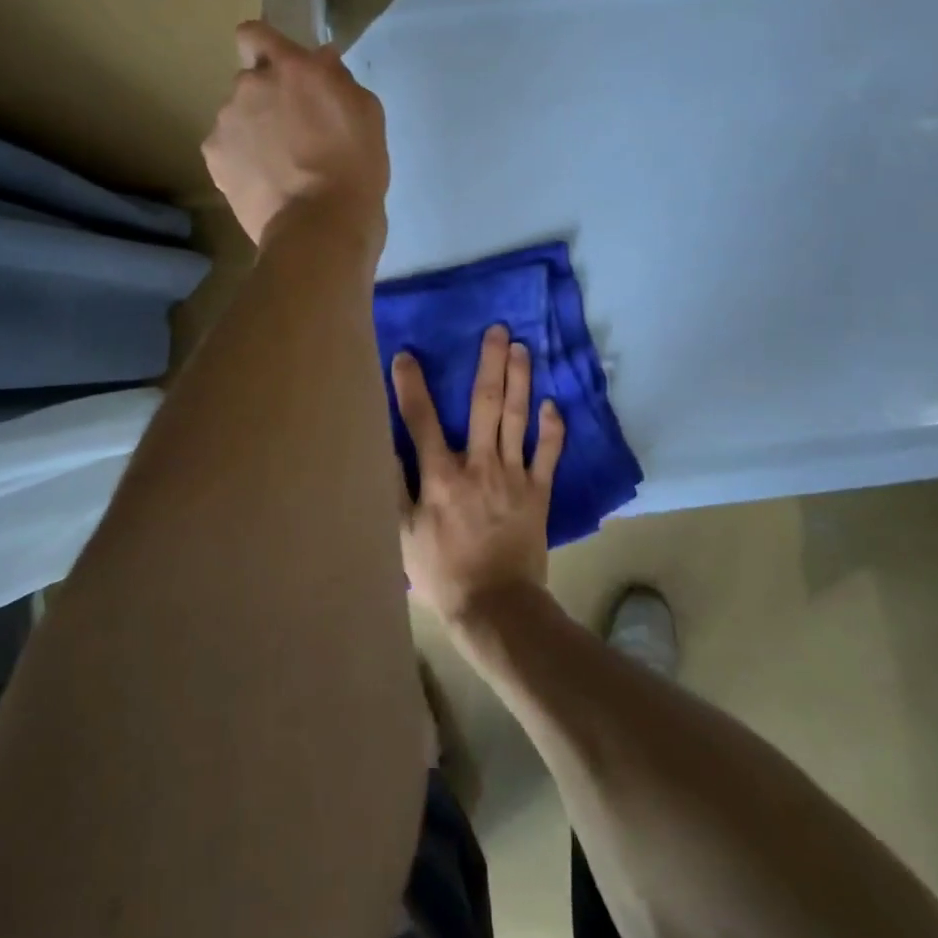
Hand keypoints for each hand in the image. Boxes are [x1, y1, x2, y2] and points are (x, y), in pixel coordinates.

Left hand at [202, 22, 387, 249]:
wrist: (319, 227)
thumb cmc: (355, 169)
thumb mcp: (366, 114)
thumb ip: (338, 79)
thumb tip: (321, 61)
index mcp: (291, 68)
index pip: (255, 33)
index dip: (265, 47)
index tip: (282, 70)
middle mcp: (250, 85)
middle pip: (251, 81)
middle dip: (267, 98)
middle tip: (294, 132)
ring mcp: (226, 122)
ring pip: (237, 116)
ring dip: (253, 130)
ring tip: (279, 166)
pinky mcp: (214, 157)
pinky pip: (226, 148)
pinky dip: (240, 159)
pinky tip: (263, 182)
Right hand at [395, 325, 565, 625]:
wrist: (496, 607)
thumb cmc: (442, 572)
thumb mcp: (402, 535)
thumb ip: (393, 488)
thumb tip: (384, 446)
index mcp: (440, 476)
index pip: (422, 420)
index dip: (412, 386)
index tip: (407, 355)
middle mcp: (479, 465)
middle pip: (484, 405)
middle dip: (490, 364)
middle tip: (498, 330)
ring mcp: (513, 476)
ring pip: (517, 418)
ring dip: (520, 380)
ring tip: (523, 348)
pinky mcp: (539, 492)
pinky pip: (548, 454)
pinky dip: (552, 428)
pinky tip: (553, 403)